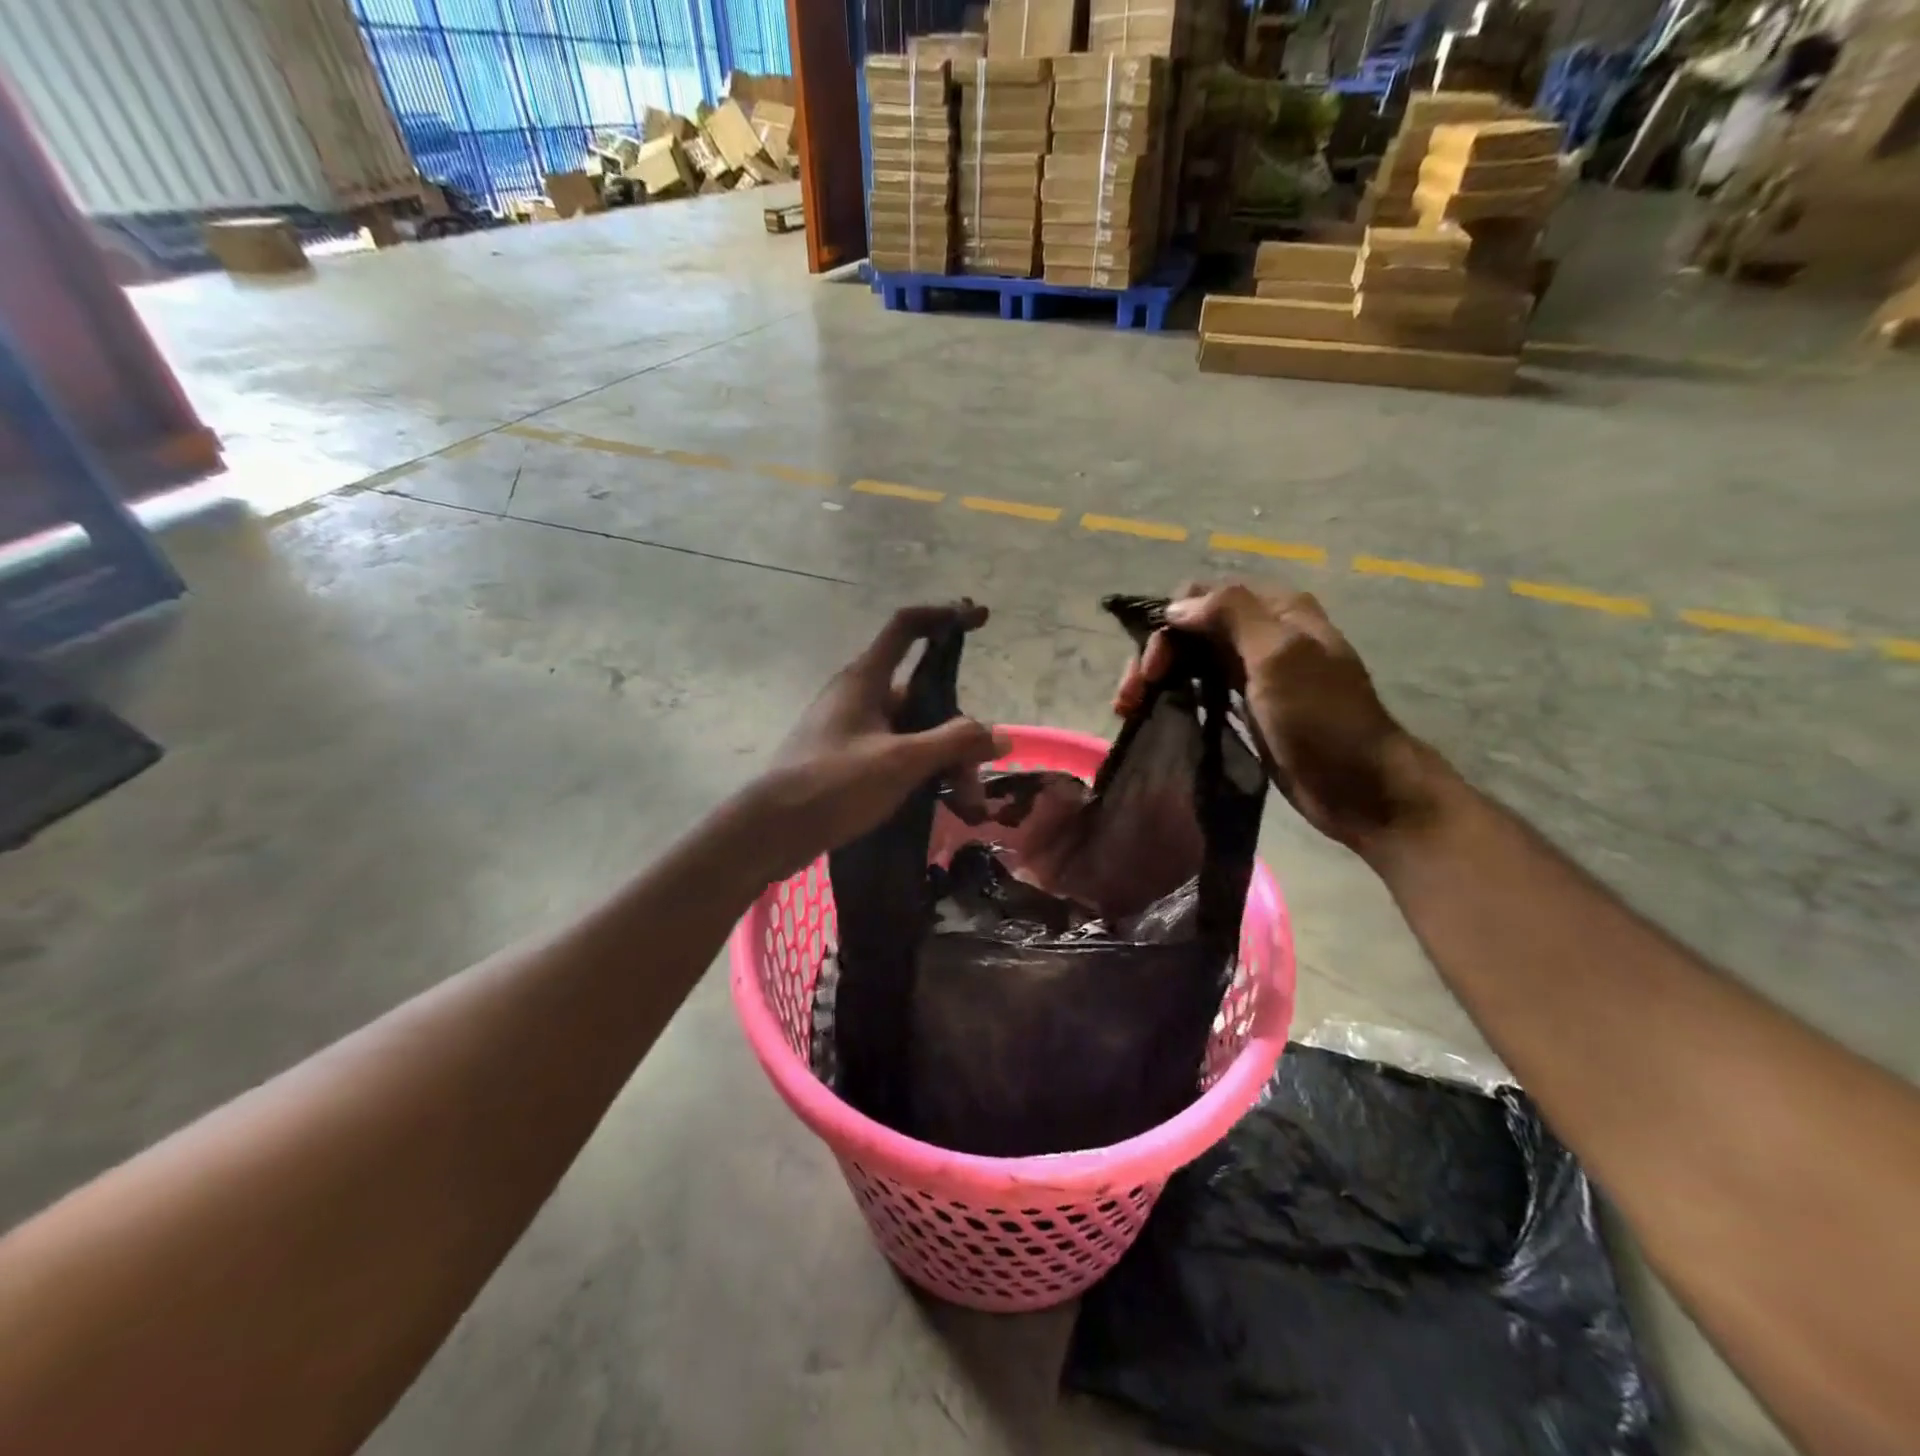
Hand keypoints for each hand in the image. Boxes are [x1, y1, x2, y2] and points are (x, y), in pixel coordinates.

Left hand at [749, 603, 1006, 876]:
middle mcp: (859, 695)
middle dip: (957, 730)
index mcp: (865, 678)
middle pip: (921, 695)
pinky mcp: (847, 758)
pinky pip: (896, 754)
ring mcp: (852, 728)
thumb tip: (999, 735)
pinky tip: (940, 802)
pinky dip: (921, 771)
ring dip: (943, 759)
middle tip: (978, 770)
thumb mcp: (901, 761)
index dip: (943, 616)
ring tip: (965, 803)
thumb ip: (954, 743)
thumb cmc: (835, 783)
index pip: (907, 626)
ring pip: (912, 731)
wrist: (772, 830)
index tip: (978, 617)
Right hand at [1116, 583, 1434, 850]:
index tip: (1154, 668)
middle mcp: (1262, 633)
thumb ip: (1231, 615)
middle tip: (1130, 696)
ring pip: (1191, 658)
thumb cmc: (1322, 719)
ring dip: (1157, 677)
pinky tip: (1152, 714)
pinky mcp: (1247, 707)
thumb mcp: (1281, 655)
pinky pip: (1200, 688)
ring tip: (1128, 709)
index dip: (1170, 624)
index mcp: (1276, 610)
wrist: (1360, 787)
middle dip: (1156, 655)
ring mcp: (1254, 672)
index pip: (1203, 595)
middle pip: (1192, 628)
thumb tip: (1176, 607)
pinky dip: (1173, 696)